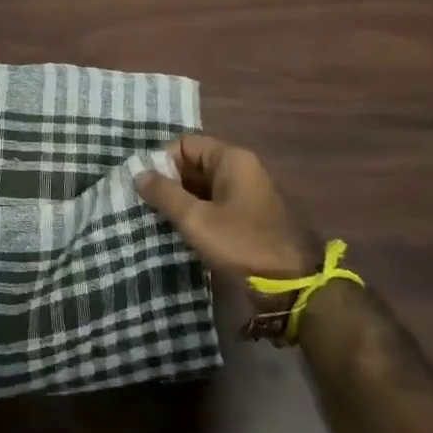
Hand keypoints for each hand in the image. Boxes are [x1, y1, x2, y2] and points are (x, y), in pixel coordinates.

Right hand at [136, 134, 317, 281]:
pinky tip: (179, 232)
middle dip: (168, 183)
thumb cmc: (243, 245)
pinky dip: (195, 214)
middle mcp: (240, 169)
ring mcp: (246, 193)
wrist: (293, 287)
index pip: (184, 144)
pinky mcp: (247, 217)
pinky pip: (213, 204)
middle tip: (146, 206)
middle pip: (192, 164)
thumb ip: (164, 194)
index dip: (161, 161)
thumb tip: (138, 173)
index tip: (145, 187)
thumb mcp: (196, 219)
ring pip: (201, 187)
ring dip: (180, 201)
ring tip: (157, 220)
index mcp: (231, 159)